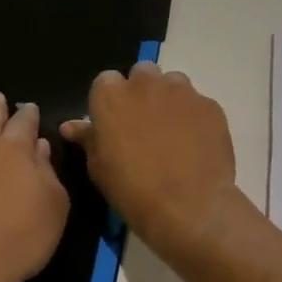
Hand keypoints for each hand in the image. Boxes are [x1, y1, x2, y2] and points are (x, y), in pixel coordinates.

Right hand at [60, 63, 238, 263]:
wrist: (188, 206)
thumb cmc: (132, 189)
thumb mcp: (99, 167)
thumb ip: (88, 138)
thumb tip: (70, 126)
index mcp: (111, 95)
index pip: (105, 82)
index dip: (110, 102)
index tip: (114, 124)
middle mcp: (146, 83)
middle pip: (141, 75)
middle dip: (141, 92)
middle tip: (143, 125)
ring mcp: (182, 92)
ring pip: (173, 83)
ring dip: (169, 99)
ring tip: (172, 132)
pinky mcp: (210, 105)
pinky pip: (198, 104)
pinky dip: (194, 117)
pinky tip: (195, 144)